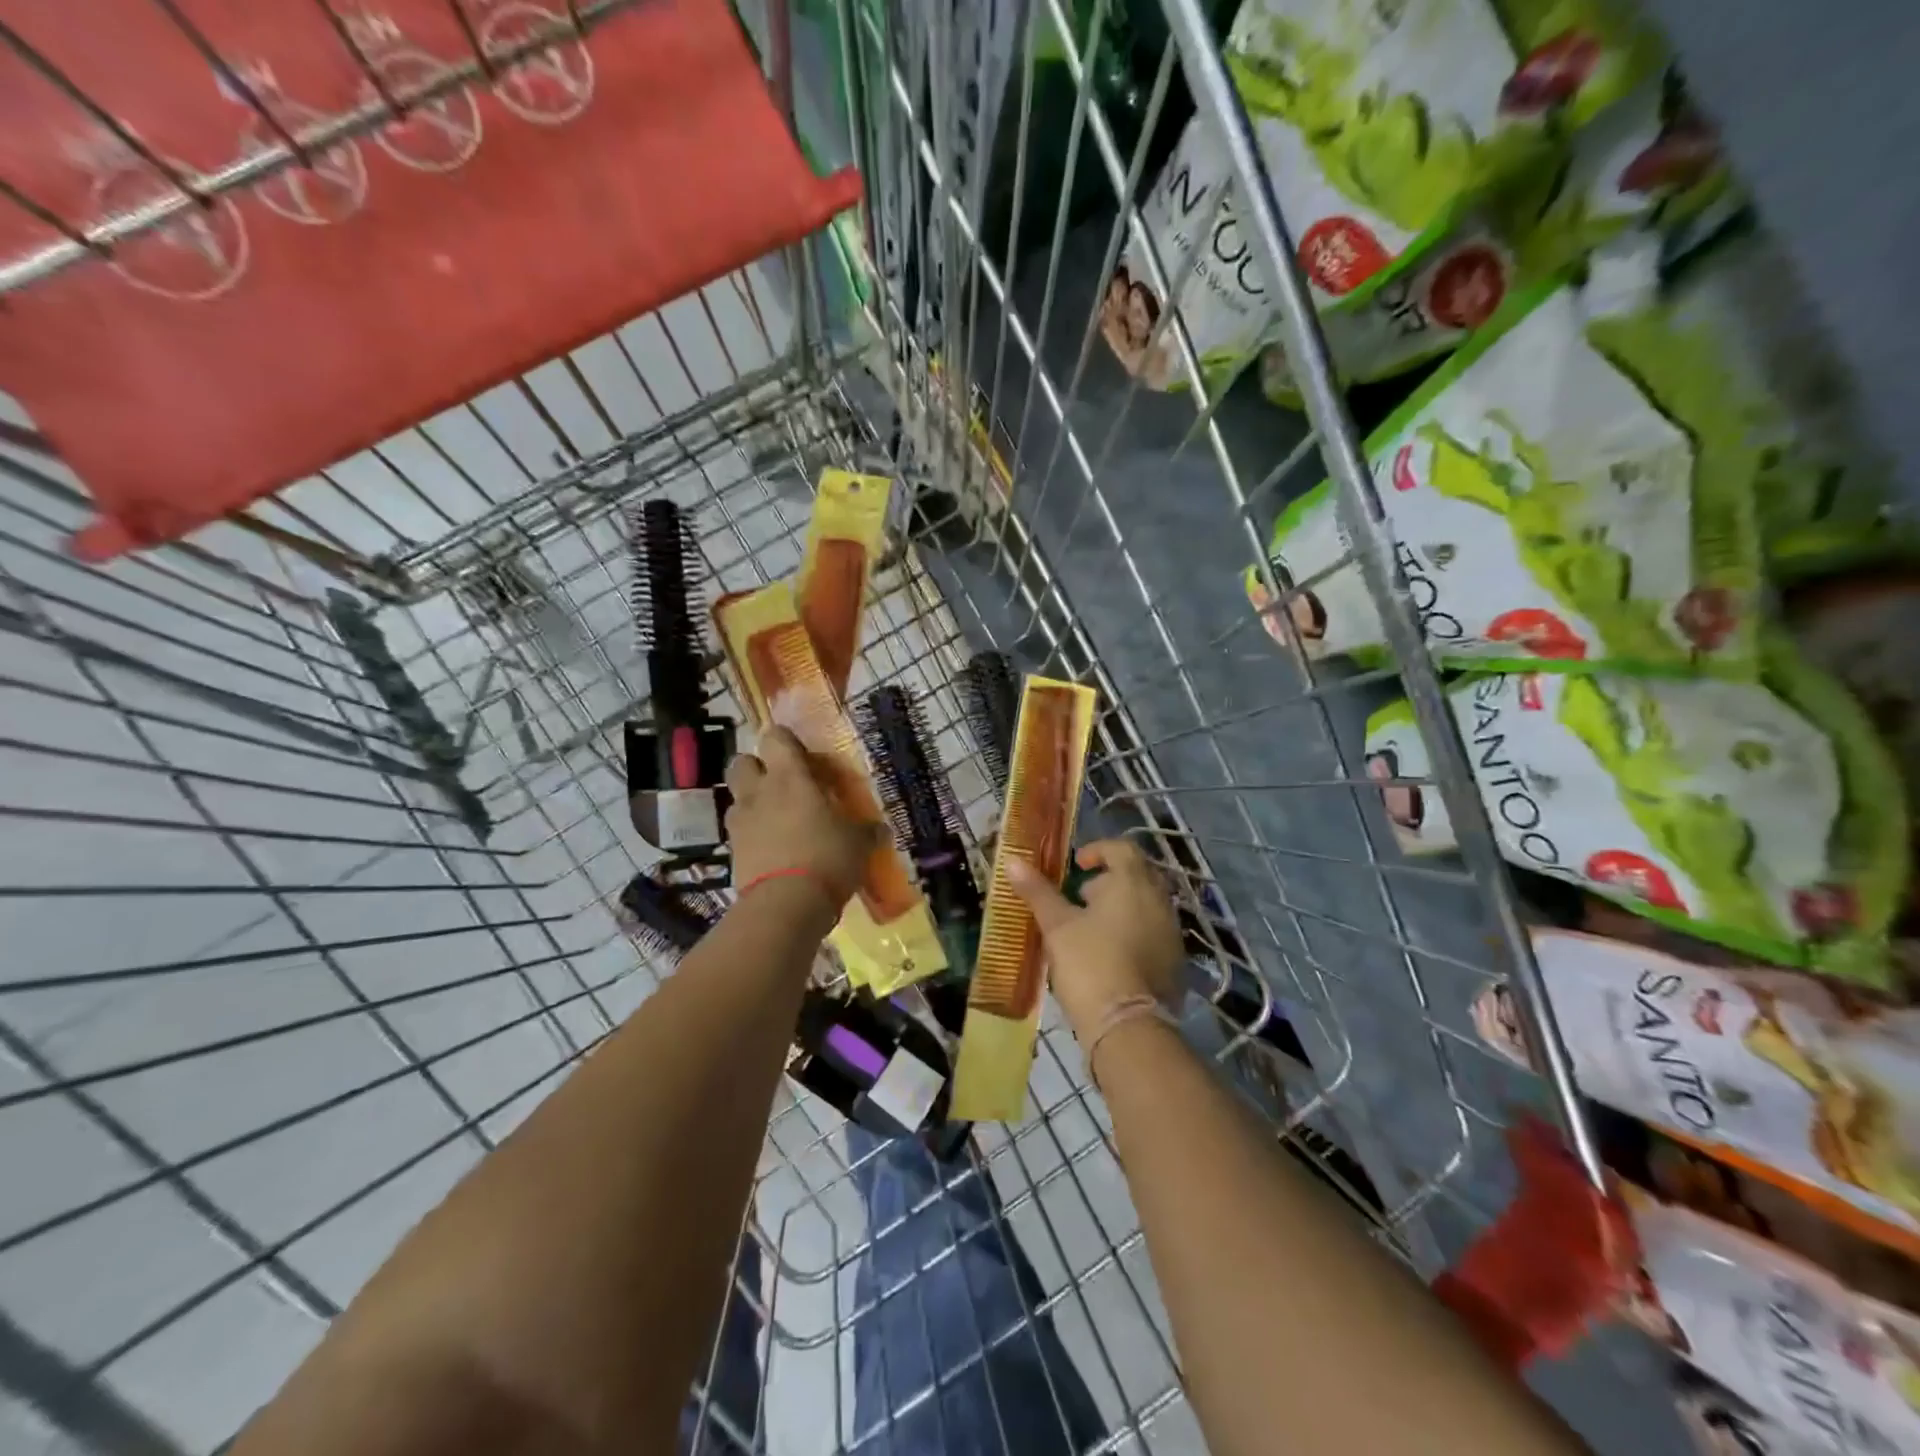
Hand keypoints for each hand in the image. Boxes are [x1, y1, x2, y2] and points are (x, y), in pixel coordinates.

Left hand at [724, 727, 877, 910]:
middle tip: (783, 785)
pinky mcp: (732, 852)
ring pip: (737, 798)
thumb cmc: (827, 858)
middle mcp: (759, 792)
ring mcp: (740, 822)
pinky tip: (773, 849)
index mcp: (790, 777)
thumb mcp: (858, 843)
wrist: (786, 905)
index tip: (803, 756)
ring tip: (778, 820)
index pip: (775, 737)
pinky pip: (739, 832)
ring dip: (753, 802)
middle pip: (743, 762)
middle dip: (758, 768)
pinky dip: (752, 835)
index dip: (786, 741)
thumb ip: (867, 831)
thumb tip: (880, 829)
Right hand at [1006, 837, 1184, 1036]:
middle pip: (1138, 876)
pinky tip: (1108, 955)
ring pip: (1146, 906)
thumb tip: (1013, 861)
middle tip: (1081, 897)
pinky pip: (1153, 933)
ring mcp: (1171, 933)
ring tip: (1090, 928)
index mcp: (1133, 883)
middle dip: (1109, 880)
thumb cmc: (1090, 963)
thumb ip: (1038, 891)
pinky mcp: (1175, 963)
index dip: (1098, 850)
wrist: (1128, 1027)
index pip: (1122, 849)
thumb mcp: (1057, 925)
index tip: (1077, 865)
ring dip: (1121, 907)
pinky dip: (1133, 933)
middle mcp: (1160, 901)